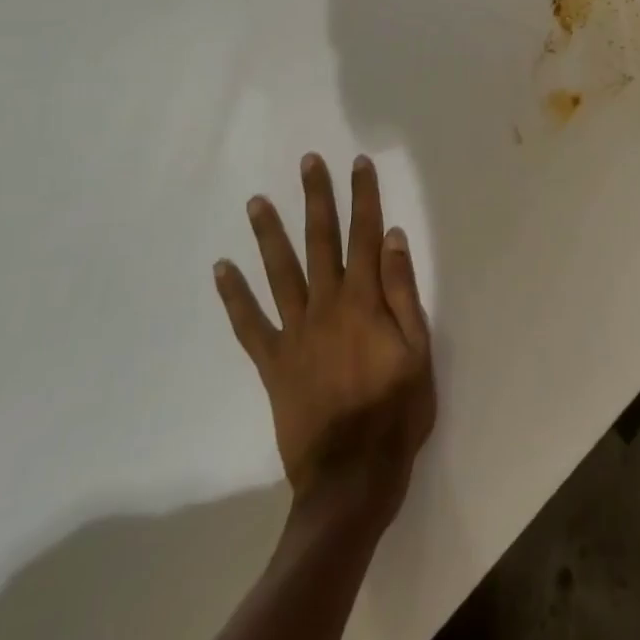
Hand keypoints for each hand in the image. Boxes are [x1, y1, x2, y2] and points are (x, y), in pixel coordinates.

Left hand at [214, 153, 435, 521]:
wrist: (352, 477)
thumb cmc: (397, 411)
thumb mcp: (418, 349)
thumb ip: (402, 291)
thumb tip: (391, 238)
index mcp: (364, 301)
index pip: (365, 235)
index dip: (363, 196)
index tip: (357, 164)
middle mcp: (326, 306)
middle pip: (320, 241)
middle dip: (316, 198)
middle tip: (308, 162)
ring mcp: (294, 333)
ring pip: (280, 273)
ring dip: (269, 234)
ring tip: (257, 201)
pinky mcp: (273, 363)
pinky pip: (249, 324)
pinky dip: (234, 296)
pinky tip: (221, 269)